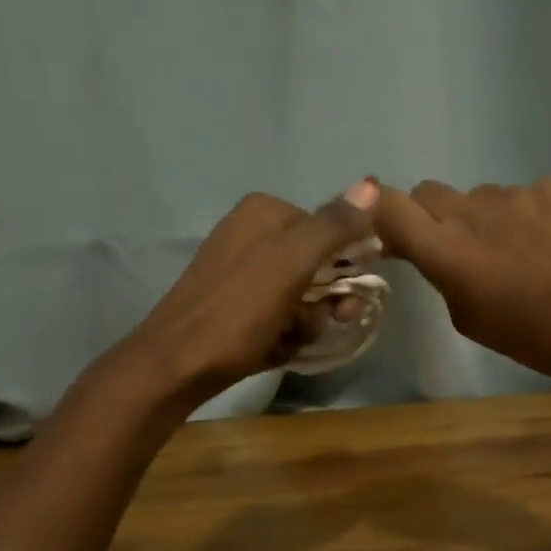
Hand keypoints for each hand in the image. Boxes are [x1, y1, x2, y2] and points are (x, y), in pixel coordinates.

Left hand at [124, 181, 379, 403]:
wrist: (177, 366)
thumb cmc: (236, 313)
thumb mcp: (289, 265)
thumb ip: (333, 226)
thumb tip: (373, 184)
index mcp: (265, 212)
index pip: (332, 231)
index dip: (347, 268)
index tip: (346, 303)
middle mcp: (253, 233)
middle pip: (319, 266)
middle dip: (324, 303)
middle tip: (313, 325)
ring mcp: (244, 271)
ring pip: (303, 296)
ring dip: (305, 324)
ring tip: (285, 339)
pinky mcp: (238, 305)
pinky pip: (281, 315)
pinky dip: (283, 334)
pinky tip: (271, 347)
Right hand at [374, 178, 550, 387]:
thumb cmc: (533, 337)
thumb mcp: (469, 320)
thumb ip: (443, 277)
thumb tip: (435, 252)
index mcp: (445, 250)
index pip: (387, 205)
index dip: (380, 213)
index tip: (391, 233)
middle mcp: (472, 211)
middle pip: (429, 193)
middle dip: (431, 217)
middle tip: (454, 248)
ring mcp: (515, 194)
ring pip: (479, 196)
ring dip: (483, 219)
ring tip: (514, 252)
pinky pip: (523, 195)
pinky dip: (525, 215)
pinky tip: (548, 243)